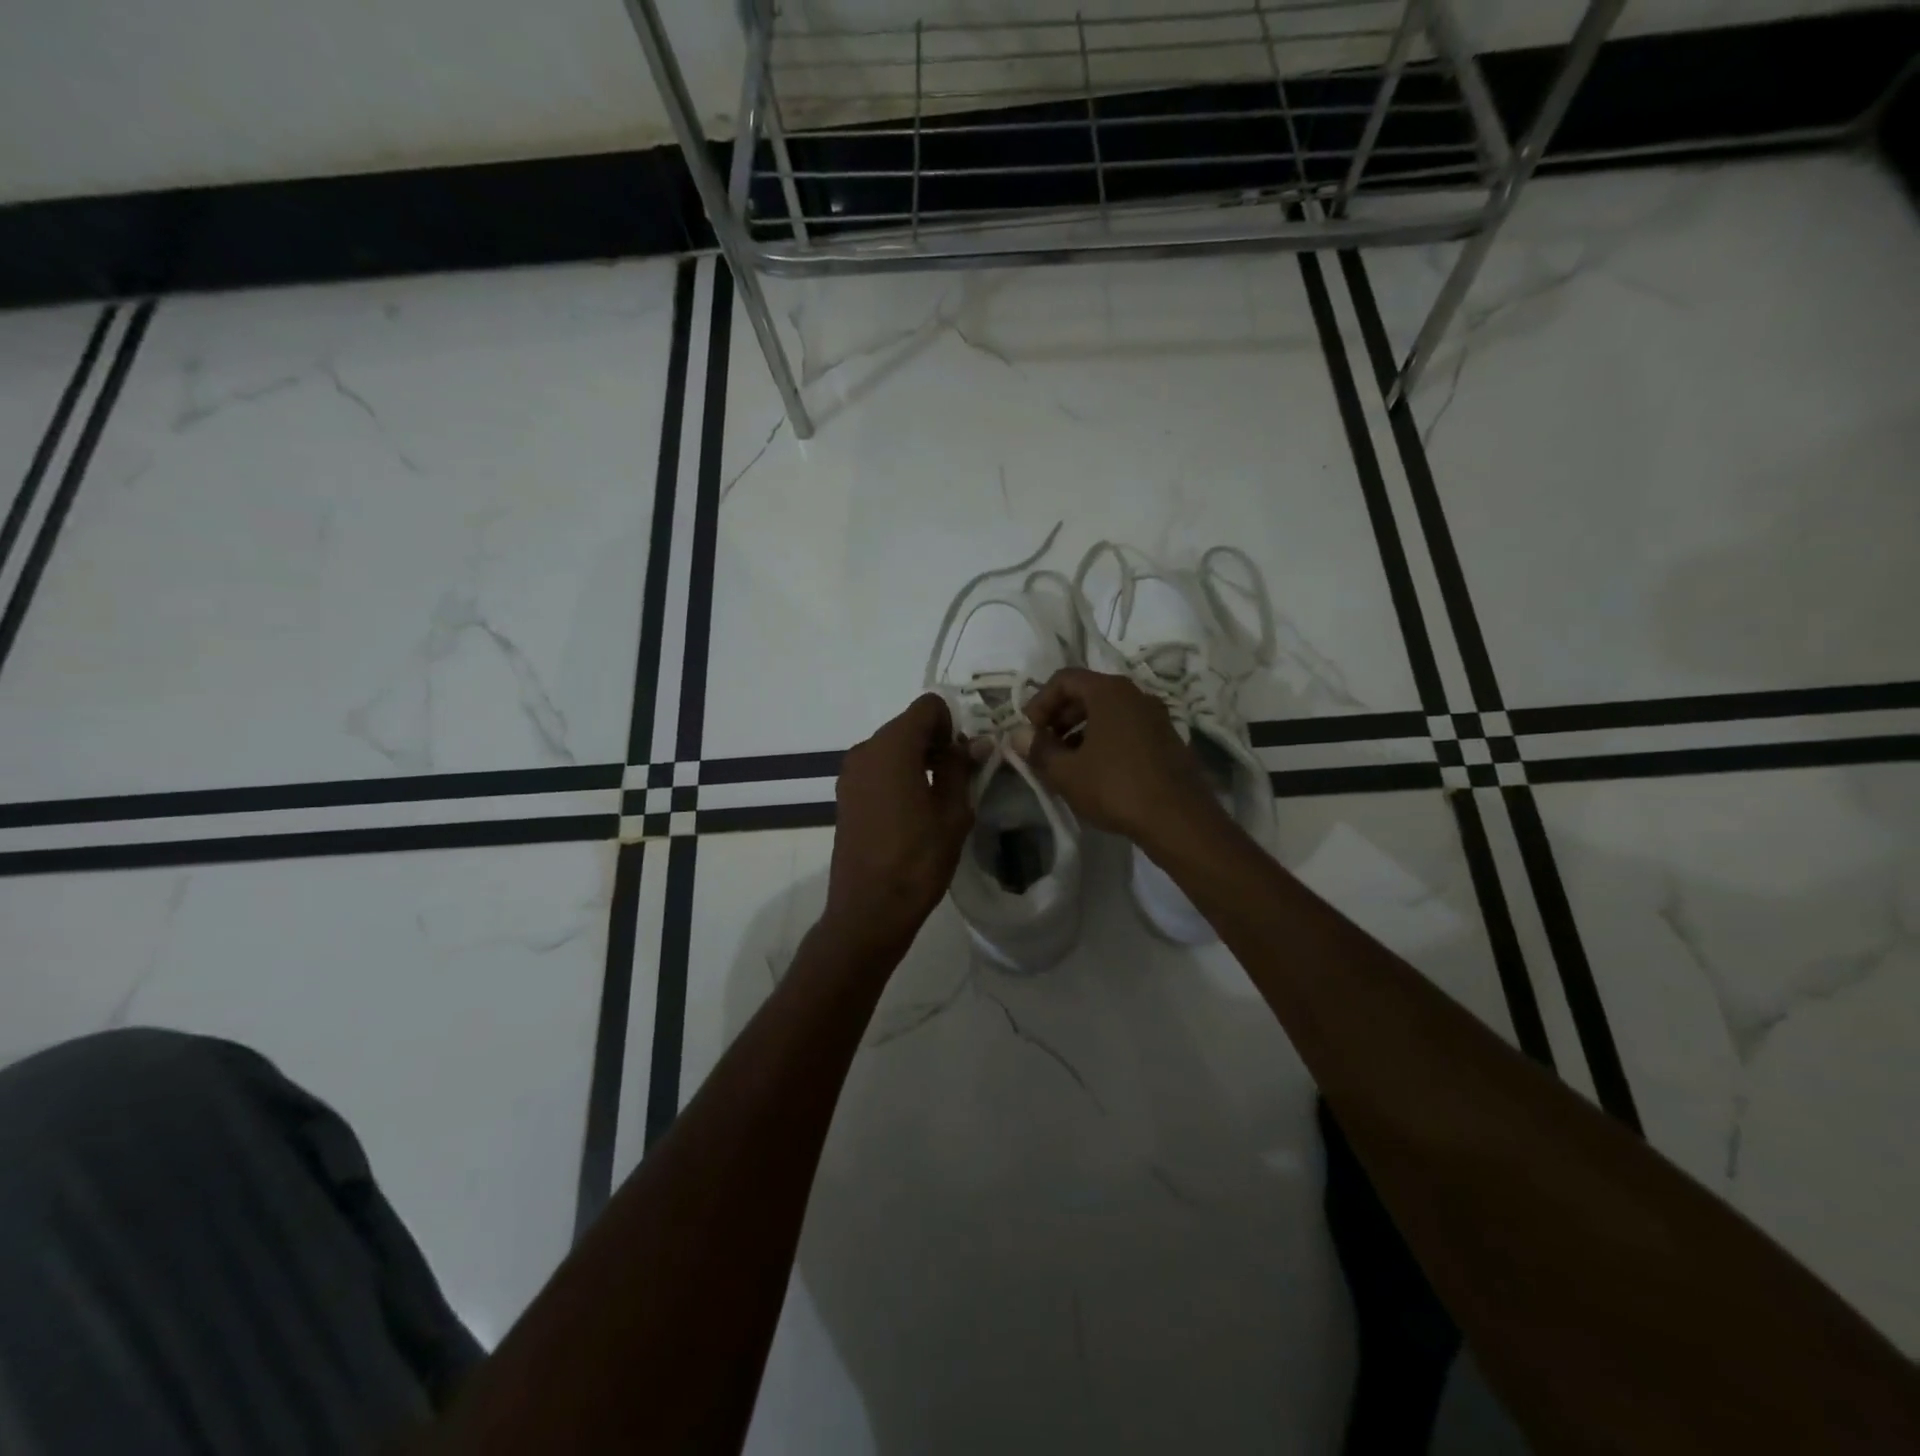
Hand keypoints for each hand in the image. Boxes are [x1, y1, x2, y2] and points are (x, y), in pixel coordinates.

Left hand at [824, 694, 974, 955]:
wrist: (869, 909)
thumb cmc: (917, 860)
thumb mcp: (953, 813)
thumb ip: (961, 768)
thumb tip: (973, 742)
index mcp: (893, 747)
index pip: (928, 707)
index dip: (952, 724)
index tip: (963, 757)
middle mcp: (866, 750)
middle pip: (907, 725)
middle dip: (935, 741)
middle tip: (957, 777)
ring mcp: (850, 773)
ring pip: (892, 747)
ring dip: (917, 759)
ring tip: (936, 797)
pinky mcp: (845, 794)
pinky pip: (877, 768)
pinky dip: (898, 774)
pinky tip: (912, 810)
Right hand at [1018, 668, 1220, 844]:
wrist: (1179, 819)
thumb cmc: (1115, 787)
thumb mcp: (1066, 772)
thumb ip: (1038, 749)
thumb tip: (1018, 736)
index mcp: (1109, 692)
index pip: (1064, 679)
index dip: (1040, 701)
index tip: (1029, 731)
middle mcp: (1136, 694)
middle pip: (1087, 692)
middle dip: (1060, 717)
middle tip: (1044, 746)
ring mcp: (1156, 716)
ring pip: (1108, 712)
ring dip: (1081, 730)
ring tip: (1066, 762)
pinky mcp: (1167, 739)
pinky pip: (1127, 728)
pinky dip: (1104, 740)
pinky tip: (1096, 771)